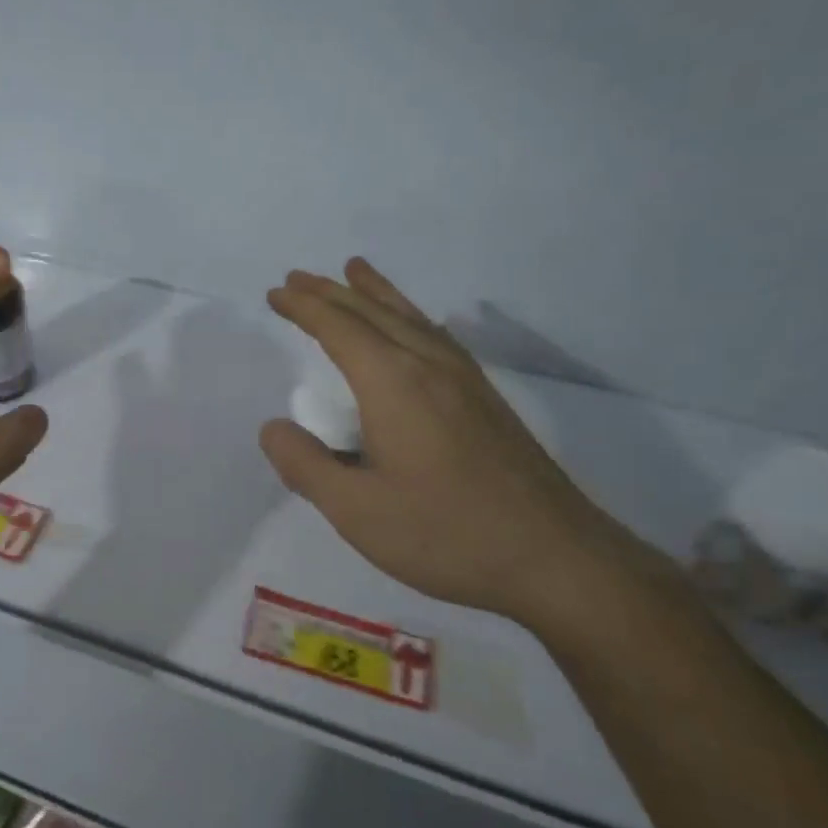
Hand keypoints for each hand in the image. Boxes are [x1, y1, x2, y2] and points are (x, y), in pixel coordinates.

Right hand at [260, 259, 657, 630]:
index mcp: (393, 383)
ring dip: (375, 293)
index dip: (304, 307)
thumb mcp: (356, 511)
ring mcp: (465, 379)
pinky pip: (435, 335)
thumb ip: (306, 465)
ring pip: (410, 318)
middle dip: (331, 292)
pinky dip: (410, 316)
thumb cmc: (445, 533)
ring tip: (354, 269)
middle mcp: (429, 366)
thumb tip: (272, 428)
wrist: (555, 558)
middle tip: (297, 276)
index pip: (339, 328)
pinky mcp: (486, 399)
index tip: (276, 292)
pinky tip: (414, 325)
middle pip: (373, 313)